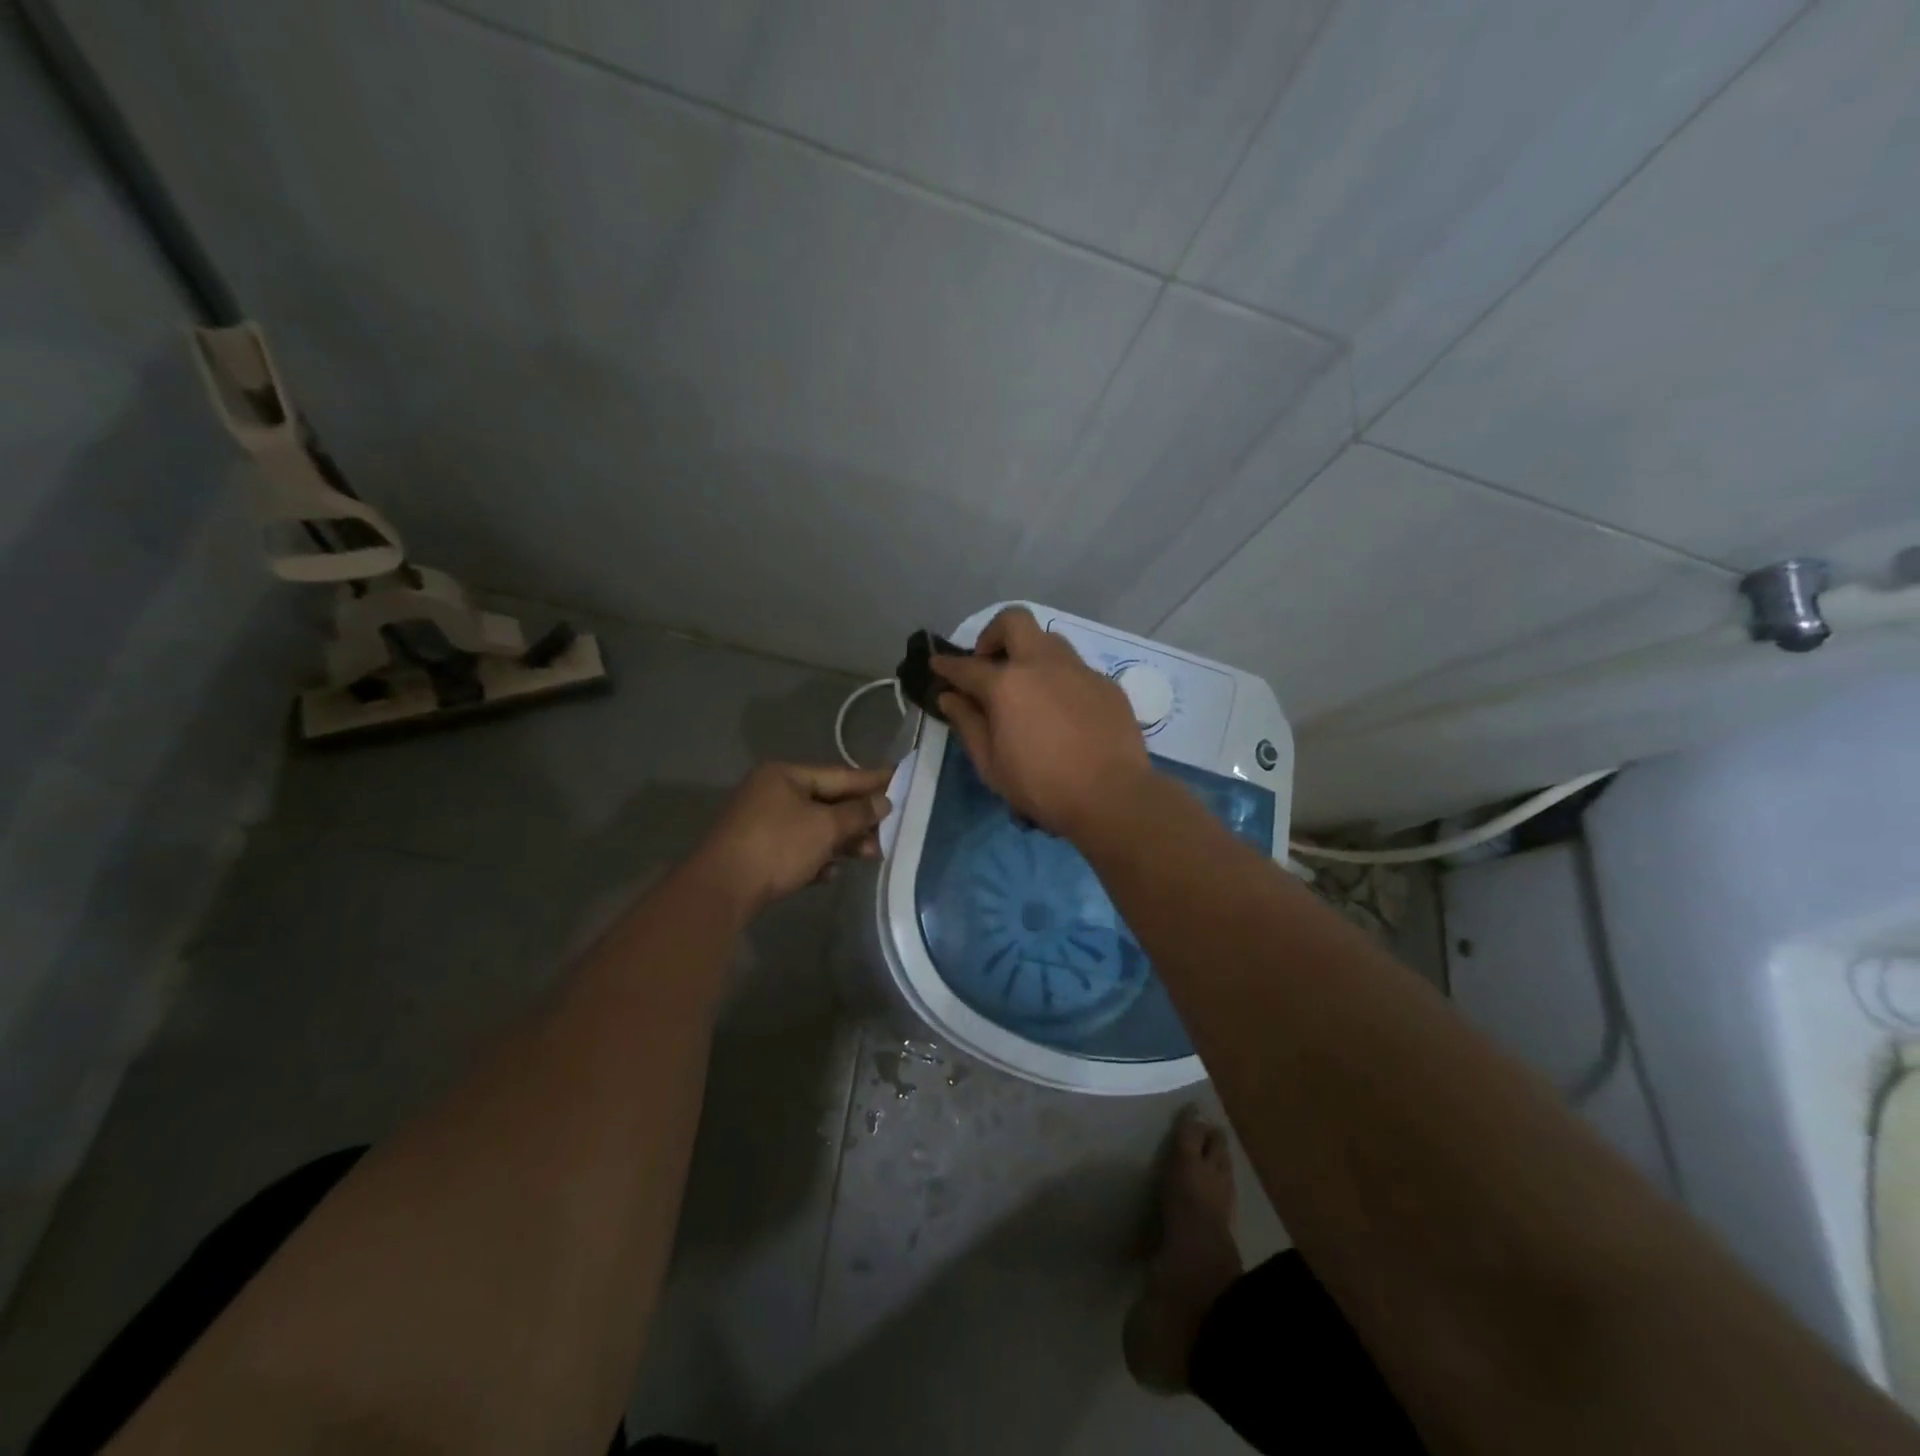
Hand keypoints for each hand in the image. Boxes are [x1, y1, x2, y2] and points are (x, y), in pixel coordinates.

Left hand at [688, 763, 892, 915]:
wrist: (721, 890)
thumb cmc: (777, 846)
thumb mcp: (825, 827)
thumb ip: (857, 813)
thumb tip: (883, 801)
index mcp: (785, 776)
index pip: (838, 775)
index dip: (871, 781)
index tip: (900, 781)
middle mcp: (772, 793)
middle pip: (826, 803)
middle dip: (858, 820)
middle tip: (888, 832)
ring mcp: (761, 824)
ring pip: (813, 829)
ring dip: (841, 842)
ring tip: (869, 856)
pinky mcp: (757, 853)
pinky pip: (796, 850)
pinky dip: (815, 859)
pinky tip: (830, 874)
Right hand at [931, 607, 1149, 838]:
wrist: (1113, 797)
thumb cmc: (1042, 787)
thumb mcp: (991, 764)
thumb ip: (967, 724)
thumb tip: (950, 697)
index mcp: (1006, 685)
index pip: (967, 666)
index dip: (947, 665)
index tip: (937, 664)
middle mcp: (1042, 664)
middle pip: (1014, 621)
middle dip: (994, 634)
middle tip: (989, 663)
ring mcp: (1079, 670)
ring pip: (1049, 640)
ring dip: (1030, 653)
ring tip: (1027, 687)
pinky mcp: (1107, 684)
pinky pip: (1076, 669)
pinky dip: (1059, 680)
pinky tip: (1062, 712)